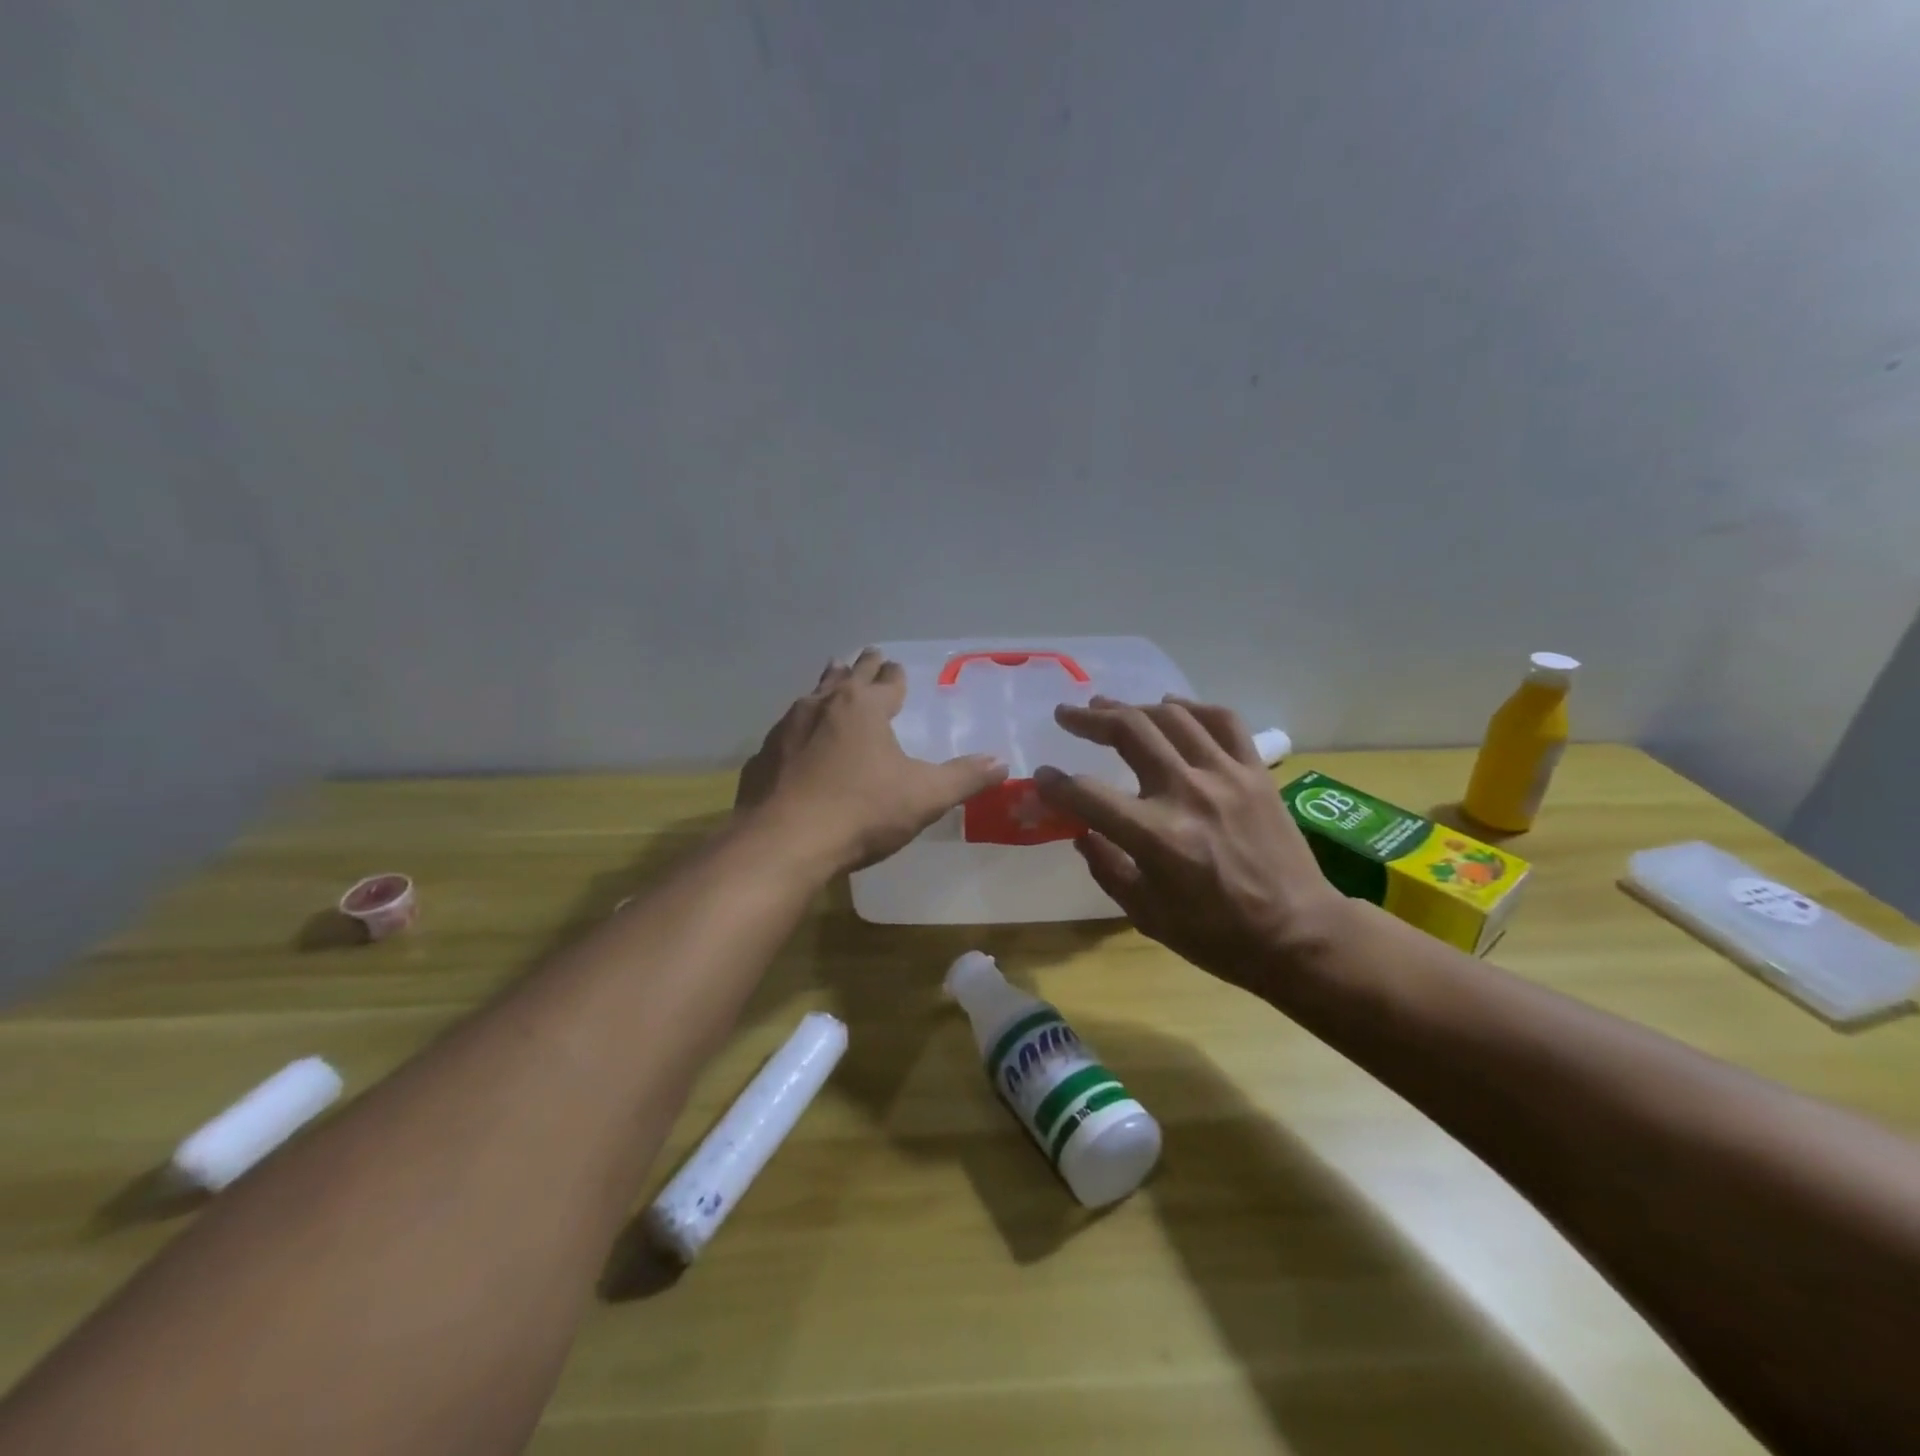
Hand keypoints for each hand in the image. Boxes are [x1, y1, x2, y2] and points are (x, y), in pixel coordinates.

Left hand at [737, 649, 1008, 873]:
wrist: (784, 842)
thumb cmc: (862, 811)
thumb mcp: (924, 796)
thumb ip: (964, 778)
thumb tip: (1001, 763)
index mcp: (864, 707)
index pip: (887, 681)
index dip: (896, 675)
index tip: (897, 667)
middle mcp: (823, 705)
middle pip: (847, 676)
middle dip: (861, 666)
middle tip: (869, 655)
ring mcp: (787, 728)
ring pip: (812, 696)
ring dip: (827, 686)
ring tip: (831, 678)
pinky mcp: (763, 756)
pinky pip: (787, 731)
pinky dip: (799, 727)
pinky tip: (798, 740)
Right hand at [1034, 696, 1346, 989]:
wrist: (1299, 935)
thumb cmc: (1216, 935)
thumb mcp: (1146, 914)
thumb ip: (1107, 867)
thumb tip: (1082, 832)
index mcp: (1156, 836)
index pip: (1088, 794)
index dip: (1055, 784)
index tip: (1042, 777)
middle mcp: (1188, 793)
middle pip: (1130, 732)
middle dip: (1089, 719)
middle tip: (1067, 715)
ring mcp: (1226, 776)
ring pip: (1172, 717)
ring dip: (1133, 707)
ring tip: (1110, 707)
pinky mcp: (1256, 772)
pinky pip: (1223, 721)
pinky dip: (1193, 707)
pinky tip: (1172, 707)